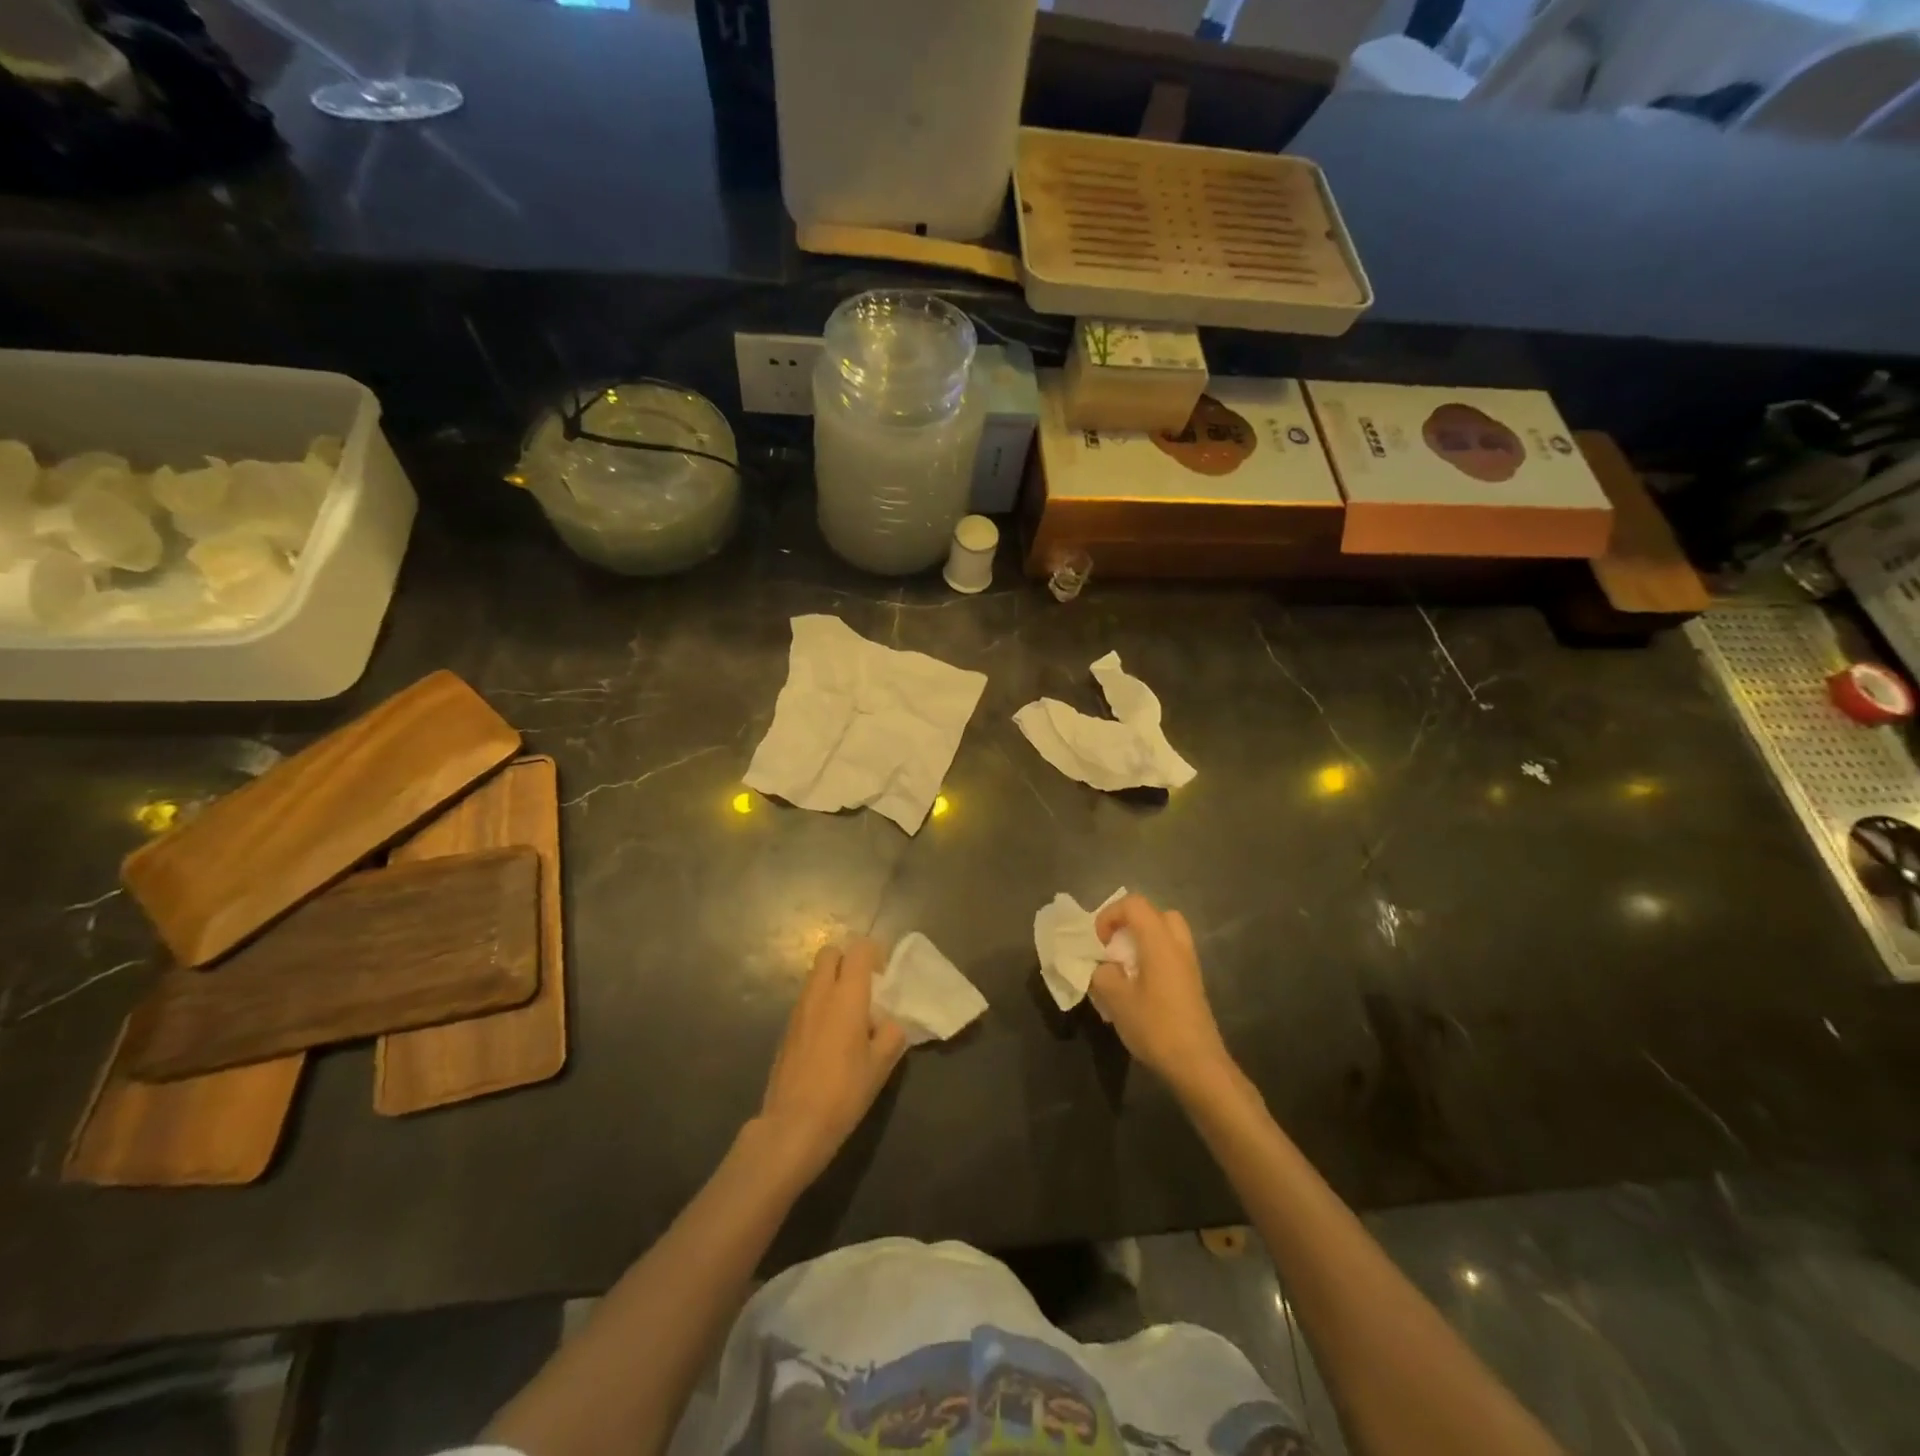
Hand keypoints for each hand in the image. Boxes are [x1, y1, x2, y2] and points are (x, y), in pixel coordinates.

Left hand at [755, 938, 907, 1184]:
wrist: (794, 1125)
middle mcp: (819, 993)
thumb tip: (891, 1022)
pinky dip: (820, 1004)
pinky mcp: (786, 1029)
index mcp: (847, 995)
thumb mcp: (881, 1065)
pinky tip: (830, 1037)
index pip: (858, 949)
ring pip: (815, 976)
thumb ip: (892, 1033)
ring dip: (832, 982)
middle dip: (847, 960)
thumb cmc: (844, 1092)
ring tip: (849, 1015)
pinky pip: (806, 1000)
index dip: (873, 953)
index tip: (884, 975)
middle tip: (864, 987)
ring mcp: (798, 1010)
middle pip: (829, 953)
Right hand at [1090, 895, 1237, 1098]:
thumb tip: (1104, 968)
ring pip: (1166, 934)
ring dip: (1142, 942)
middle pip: (1155, 914)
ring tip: (1125, 968)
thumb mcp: (1116, 999)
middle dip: (1130, 924)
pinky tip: (1140, 987)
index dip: (1110, 915)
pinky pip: (1171, 954)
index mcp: (1159, 941)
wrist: (1198, 1064)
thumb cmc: (1156, 1026)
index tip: (1099, 943)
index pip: (1134, 904)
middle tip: (1115, 947)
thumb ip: (1103, 974)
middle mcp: (1178, 945)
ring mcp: (1189, 964)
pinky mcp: (1192, 983)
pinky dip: (1153, 958)